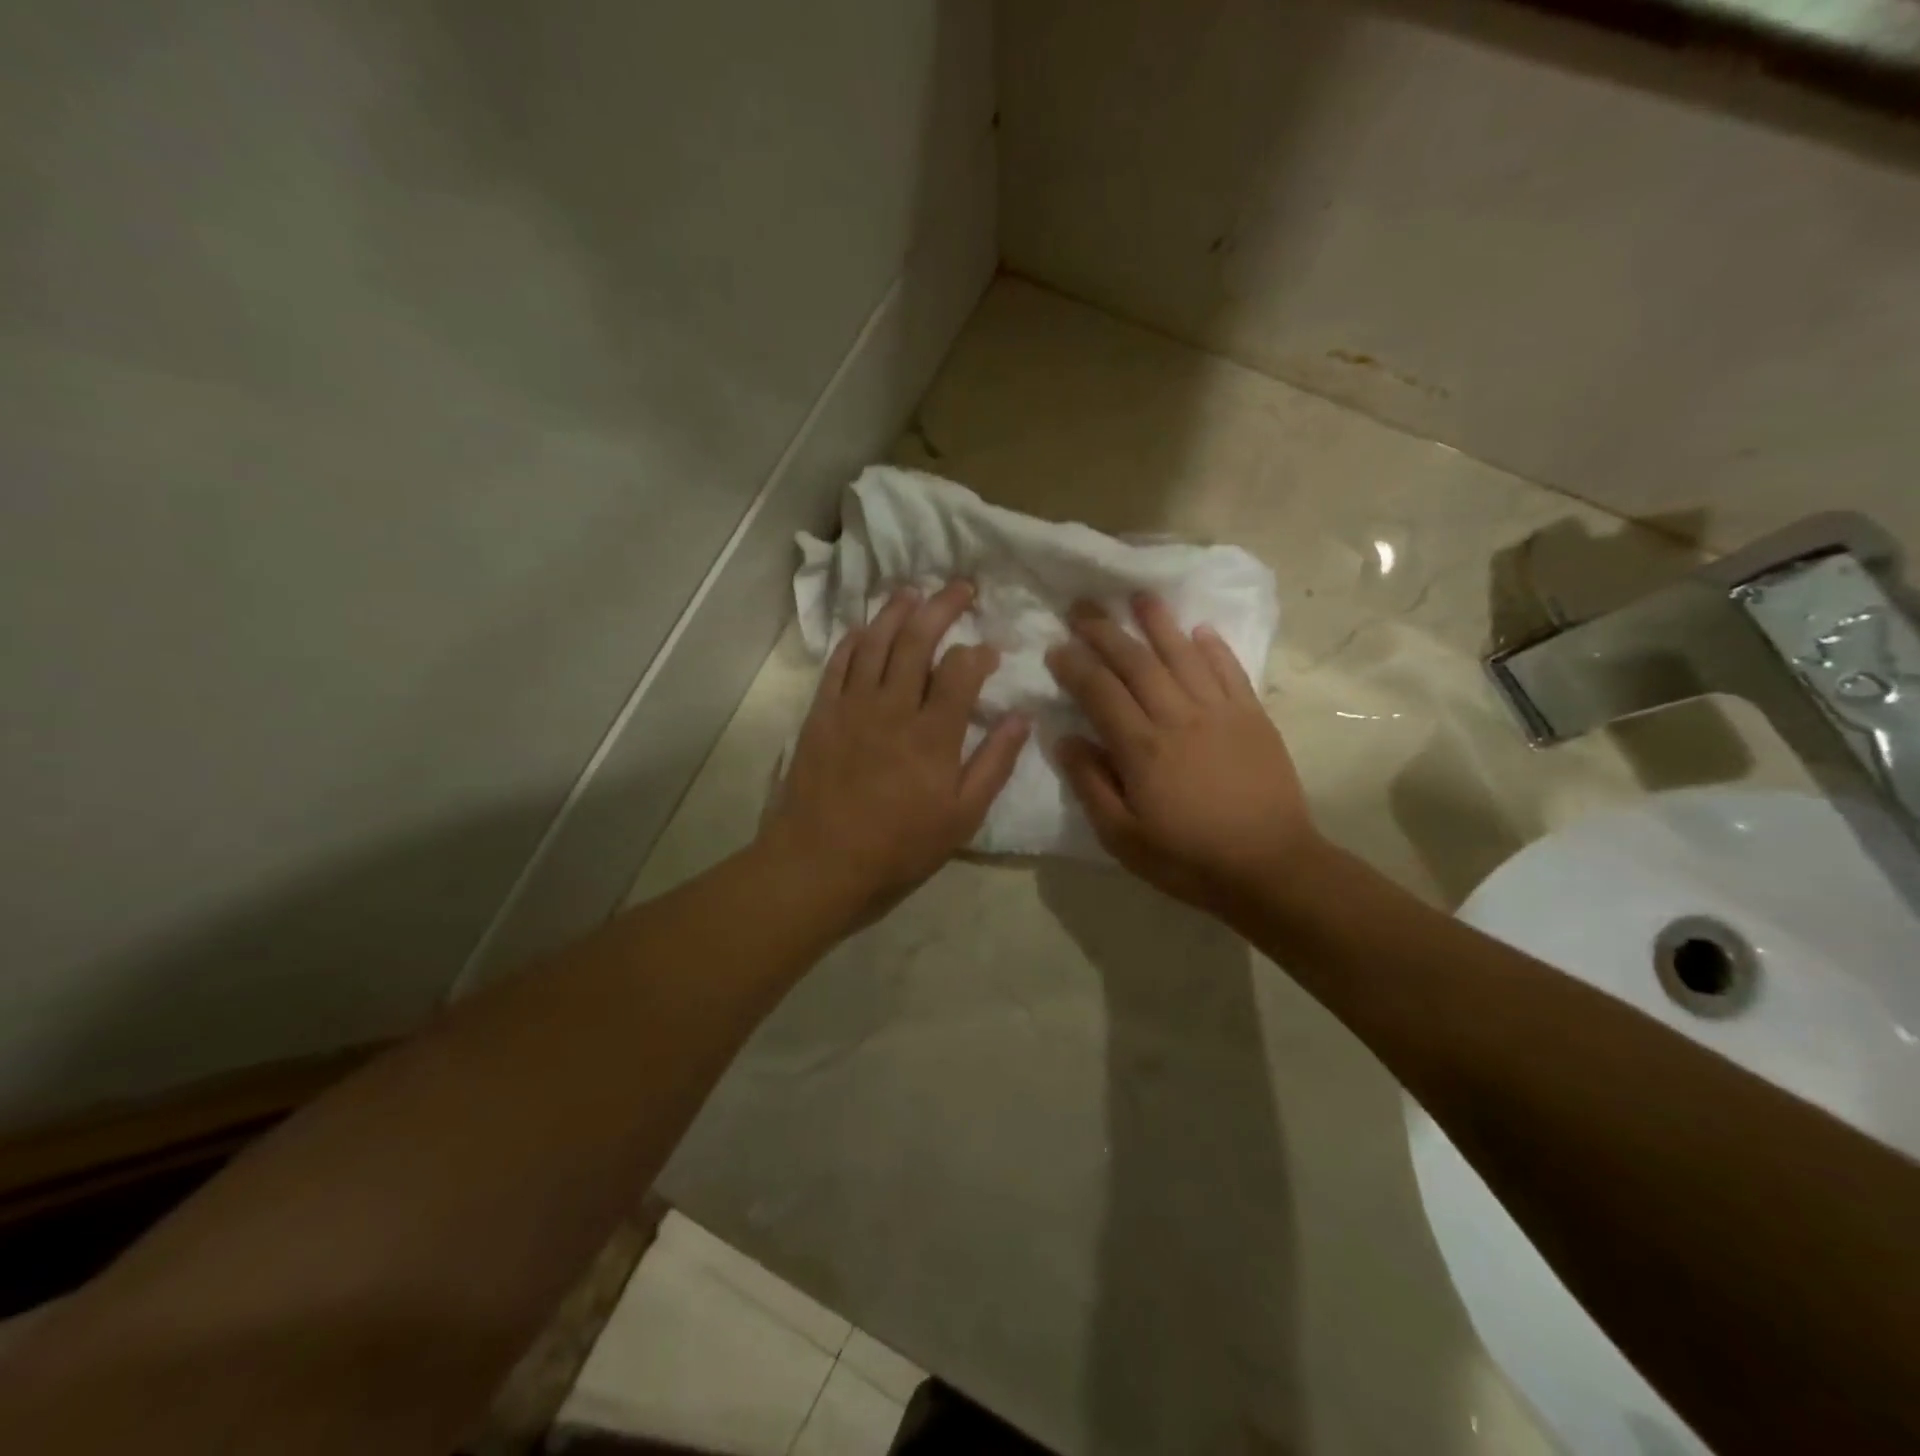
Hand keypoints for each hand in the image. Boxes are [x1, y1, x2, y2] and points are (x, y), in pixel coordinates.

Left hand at [761, 582, 1028, 927]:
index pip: (960, 669)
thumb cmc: (898, 847)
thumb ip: (994, 764)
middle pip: (917, 639)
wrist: (820, 862)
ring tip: (913, 592)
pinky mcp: (821, 713)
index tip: (989, 651)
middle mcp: (892, 706)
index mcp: (933, 733)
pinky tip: (863, 628)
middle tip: (960, 587)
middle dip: (942, 606)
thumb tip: (1021, 718)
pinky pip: (837, 663)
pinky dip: (853, 640)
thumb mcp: (962, 817)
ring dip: (896, 611)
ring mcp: (852, 705)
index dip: (978, 652)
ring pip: (875, 642)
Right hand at [1047, 594, 1319, 917]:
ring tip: (1139, 596)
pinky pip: (1231, 672)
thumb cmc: (1187, 858)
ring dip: (1159, 623)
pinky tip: (1200, 630)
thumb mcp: (1122, 837)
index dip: (1075, 665)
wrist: (1270, 868)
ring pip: (1184, 655)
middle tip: (1083, 607)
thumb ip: (1091, 784)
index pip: (1100, 692)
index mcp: (1142, 748)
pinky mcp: (1253, 718)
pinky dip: (1214, 647)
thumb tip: (1066, 738)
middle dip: (1106, 631)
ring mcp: (1220, 713)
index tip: (1056, 647)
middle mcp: (1178, 717)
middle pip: (1136, 663)